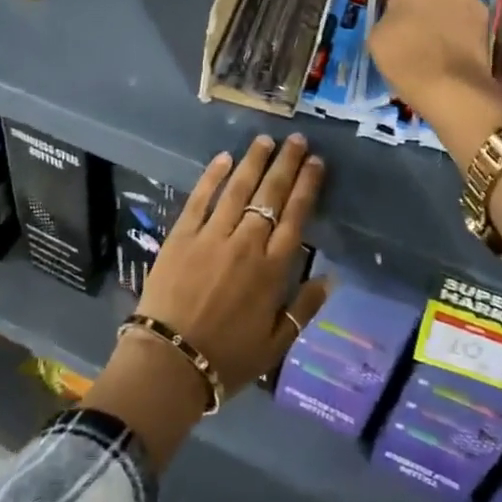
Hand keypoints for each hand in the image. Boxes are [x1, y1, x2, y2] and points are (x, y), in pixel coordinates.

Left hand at [82, 135, 329, 470]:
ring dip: (253, 161)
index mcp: (272, 270)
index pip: (295, 217)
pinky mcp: (182, 234)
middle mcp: (246, 244)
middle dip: (285, 164)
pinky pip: (200, 198)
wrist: (171, 362)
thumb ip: (303, 308)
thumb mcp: (276, 345)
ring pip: (238, 189)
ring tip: (265, 140)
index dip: (306, 186)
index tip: (315, 162)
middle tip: (296, 140)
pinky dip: (213, 176)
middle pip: (270, 195)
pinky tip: (224, 157)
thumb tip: (330, 277)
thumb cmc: (228, 358)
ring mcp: (212, 235)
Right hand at [366, 0, 501, 114]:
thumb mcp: (376, 33)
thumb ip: (388, 16)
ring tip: (430, 44)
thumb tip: (397, 20)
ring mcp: (476, 1)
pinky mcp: (490, 27)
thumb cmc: (403, 52)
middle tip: (411, 27)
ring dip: (444, 18)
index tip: (392, 14)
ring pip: (453, 5)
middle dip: (425, 2)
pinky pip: (466, 26)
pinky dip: (457, 35)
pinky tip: (445, 55)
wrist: (449, 87)